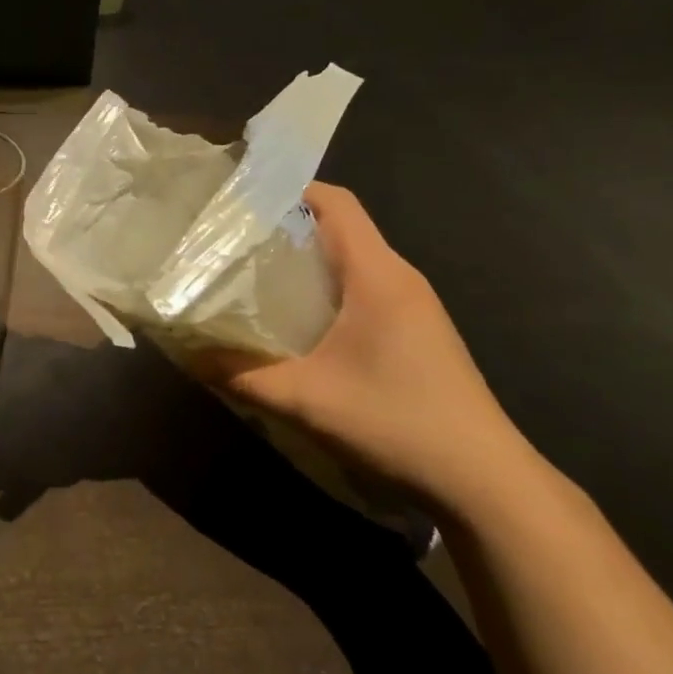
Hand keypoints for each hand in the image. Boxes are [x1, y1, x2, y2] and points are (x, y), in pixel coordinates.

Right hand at [207, 182, 538, 514]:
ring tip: (252, 278)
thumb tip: (186, 352)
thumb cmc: (398, 423)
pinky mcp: (416, 331)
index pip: (335, 202)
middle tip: (231, 243)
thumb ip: (240, 373)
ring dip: (304, 262)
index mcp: (377, 274)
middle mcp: (398, 278)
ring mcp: (413, 306)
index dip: (288, 190)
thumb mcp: (305, 399)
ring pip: (350, 260)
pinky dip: (325, 289)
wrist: (486, 483)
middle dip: (284, 228)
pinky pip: (363, 288)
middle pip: (338, 227)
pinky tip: (297, 323)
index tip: (239, 202)